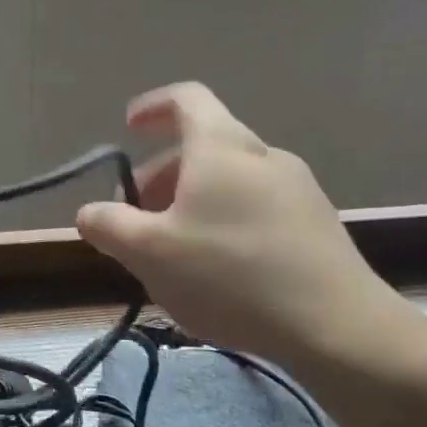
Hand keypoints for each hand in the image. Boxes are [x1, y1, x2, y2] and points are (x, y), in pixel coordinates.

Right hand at [76, 83, 415, 369]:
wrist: (338, 328)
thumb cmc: (230, 275)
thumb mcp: (149, 252)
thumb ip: (108, 226)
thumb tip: (88, 213)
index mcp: (221, 147)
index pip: (186, 99)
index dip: (152, 107)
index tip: (128, 129)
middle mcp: (262, 156)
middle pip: (203, 146)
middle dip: (161, 175)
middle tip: (137, 218)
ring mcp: (297, 189)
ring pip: (229, 179)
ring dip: (191, 201)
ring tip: (173, 250)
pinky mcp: (316, 225)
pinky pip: (256, 206)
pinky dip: (224, 220)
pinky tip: (217, 269)